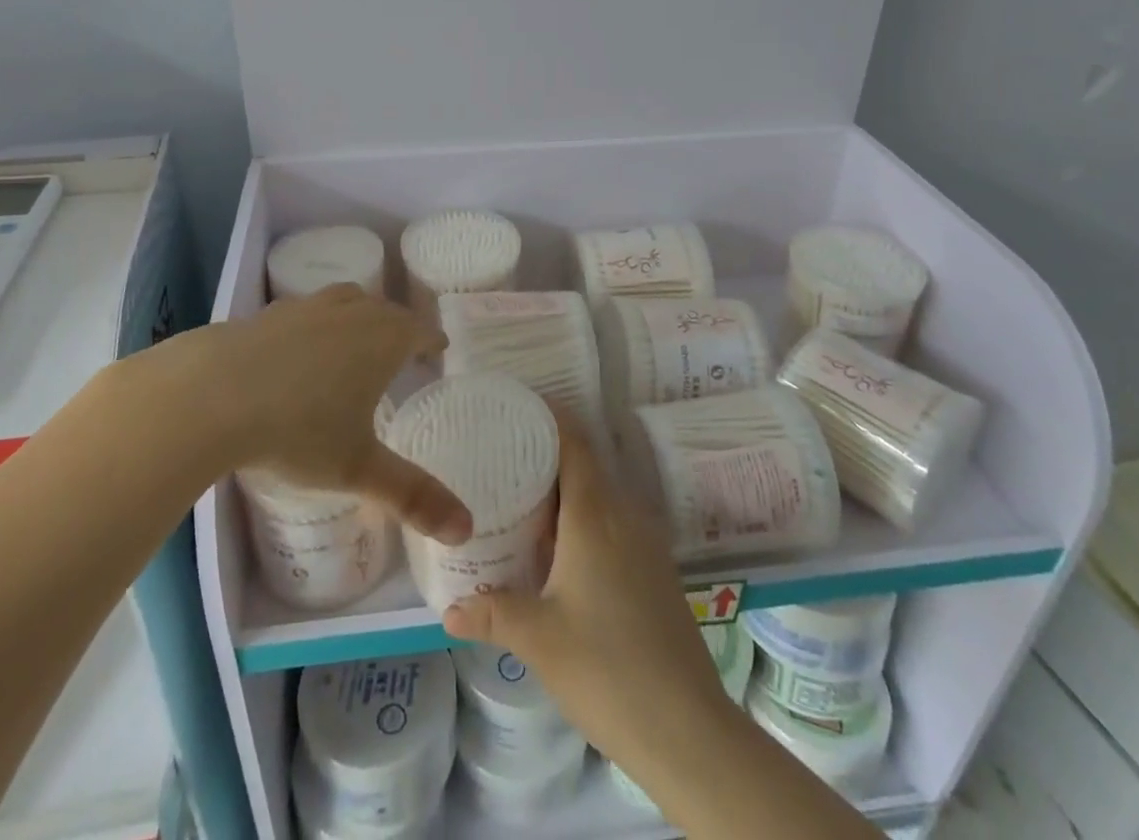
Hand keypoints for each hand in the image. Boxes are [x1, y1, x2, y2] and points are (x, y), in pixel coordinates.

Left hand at [211, 285, 469, 543]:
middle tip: (402, 352)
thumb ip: (412, 496)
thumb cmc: (298, 429)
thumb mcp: (358, 468)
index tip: (438, 351)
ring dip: (358, 316)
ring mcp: (307, 306)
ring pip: (346, 301)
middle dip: (398, 328)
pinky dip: (314, 324)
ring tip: (354, 343)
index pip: (421, 331)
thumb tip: (467, 530)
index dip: (433, 341)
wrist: (211, 394)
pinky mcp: (269, 313)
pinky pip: (305, 311)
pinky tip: (299, 350)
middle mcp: (351, 312)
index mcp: (384, 339)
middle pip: (386, 310)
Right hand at [440, 419, 729, 777]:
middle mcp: (624, 516)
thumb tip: (448, 610)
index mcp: (595, 515)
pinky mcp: (656, 571)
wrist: (689, 730)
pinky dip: (584, 520)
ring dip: (566, 492)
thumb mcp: (539, 639)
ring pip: (601, 496)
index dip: (549, 416)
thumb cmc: (607, 669)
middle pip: (586, 465)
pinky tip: (559, 551)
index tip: (516, 408)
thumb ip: (492, 614)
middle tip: (503, 457)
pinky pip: (614, 524)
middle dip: (547, 455)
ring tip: (523, 500)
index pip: (574, 442)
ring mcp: (646, 543)